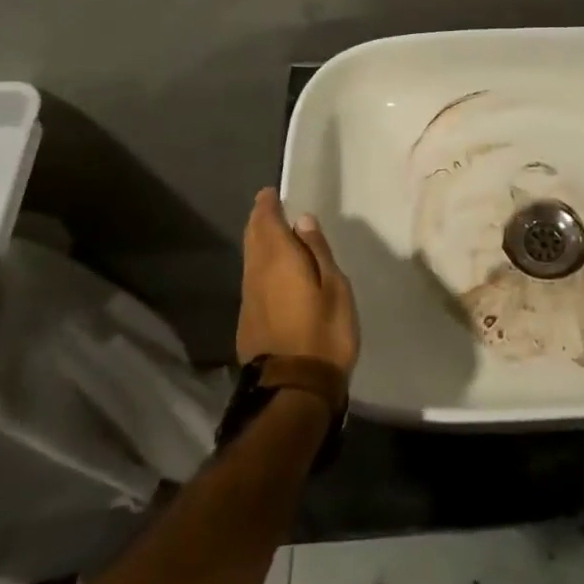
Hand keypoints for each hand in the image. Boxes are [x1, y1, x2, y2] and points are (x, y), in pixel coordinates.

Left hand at [238, 189, 359, 376]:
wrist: (293, 390)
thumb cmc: (324, 333)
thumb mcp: (335, 287)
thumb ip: (317, 252)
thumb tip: (303, 220)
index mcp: (279, 260)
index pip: (267, 223)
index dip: (267, 206)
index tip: (269, 193)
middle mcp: (257, 274)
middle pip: (253, 239)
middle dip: (258, 220)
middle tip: (266, 206)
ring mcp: (249, 299)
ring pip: (249, 259)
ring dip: (257, 241)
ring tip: (268, 232)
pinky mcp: (248, 321)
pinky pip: (252, 279)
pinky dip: (258, 264)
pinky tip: (269, 269)